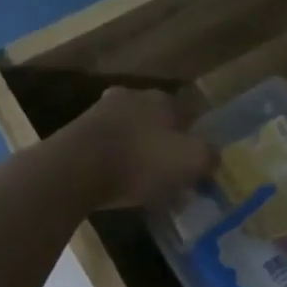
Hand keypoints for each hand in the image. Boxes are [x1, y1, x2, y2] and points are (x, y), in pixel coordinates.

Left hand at [59, 86, 215, 208]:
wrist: (74, 170)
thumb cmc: (141, 161)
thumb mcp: (191, 161)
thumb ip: (209, 156)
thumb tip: (212, 156)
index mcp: (161, 99)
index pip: (187, 115)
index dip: (195, 140)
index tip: (196, 166)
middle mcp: (131, 98)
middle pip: (157, 125)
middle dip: (166, 149)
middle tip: (172, 178)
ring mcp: (99, 114)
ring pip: (131, 136)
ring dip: (140, 157)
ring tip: (146, 188)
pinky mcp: (76, 136)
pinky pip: (108, 151)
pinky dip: (116, 166)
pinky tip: (120, 187)